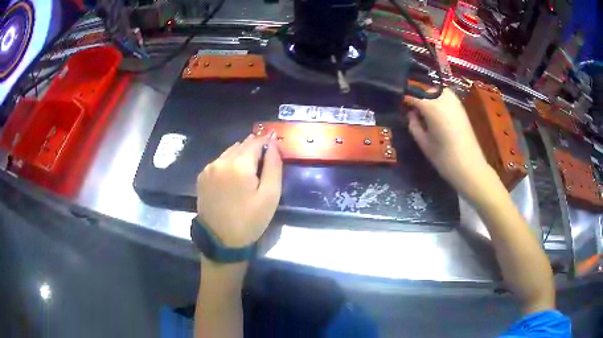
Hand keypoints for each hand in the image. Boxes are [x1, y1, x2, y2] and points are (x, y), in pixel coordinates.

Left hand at [196, 133, 282, 247]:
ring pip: (230, 152)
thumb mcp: (270, 195)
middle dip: (255, 149)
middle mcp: (220, 161)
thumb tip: (274, 143)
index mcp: (238, 164)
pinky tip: (233, 179)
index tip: (275, 150)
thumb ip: (274, 165)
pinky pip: (219, 162)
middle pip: (242, 145)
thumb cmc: (250, 220)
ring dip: (241, 156)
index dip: (268, 142)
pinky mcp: (202, 177)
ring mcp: (209, 168)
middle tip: (264, 165)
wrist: (221, 241)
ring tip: (249, 173)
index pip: (256, 141)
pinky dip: (229, 164)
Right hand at [405, 88, 498, 202]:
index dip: (405, 100)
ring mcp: (455, 101)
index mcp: (432, 107)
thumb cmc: (444, 158)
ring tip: (426, 112)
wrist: (470, 167)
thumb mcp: (423, 143)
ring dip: (430, 97)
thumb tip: (411, 114)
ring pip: (437, 91)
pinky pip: (447, 97)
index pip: (413, 95)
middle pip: (426, 90)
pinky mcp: (462, 108)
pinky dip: (440, 100)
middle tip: (414, 112)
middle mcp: (443, 98)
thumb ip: (414, 125)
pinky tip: (438, 114)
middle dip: (418, 97)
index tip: (400, 107)